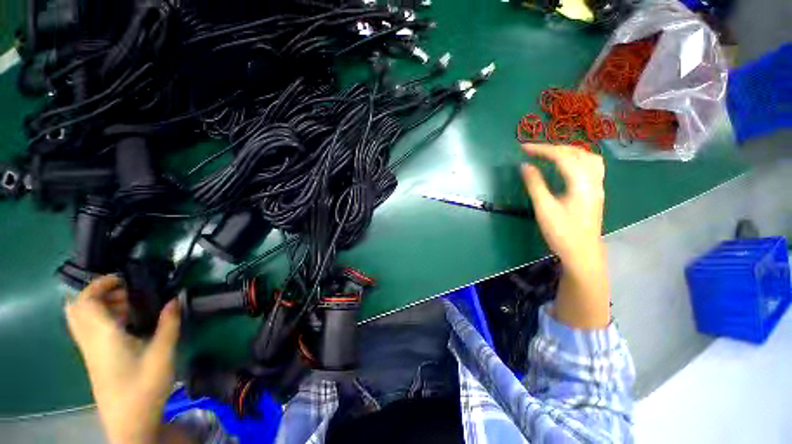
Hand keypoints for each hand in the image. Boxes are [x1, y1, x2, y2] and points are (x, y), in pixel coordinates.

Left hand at [65, 275, 180, 443]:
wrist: (130, 421)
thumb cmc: (144, 387)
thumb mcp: (162, 353)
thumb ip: (169, 323)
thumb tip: (176, 298)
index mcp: (103, 336)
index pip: (86, 301)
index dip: (100, 284)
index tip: (123, 277)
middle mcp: (90, 340)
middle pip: (77, 308)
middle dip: (97, 293)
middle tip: (125, 291)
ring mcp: (90, 351)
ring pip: (82, 319)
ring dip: (101, 305)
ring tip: (129, 305)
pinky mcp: (95, 359)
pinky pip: (90, 330)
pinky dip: (103, 319)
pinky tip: (127, 324)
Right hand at [520, 143, 604, 269]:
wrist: (582, 253)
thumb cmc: (561, 232)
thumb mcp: (544, 208)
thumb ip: (535, 184)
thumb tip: (524, 166)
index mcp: (581, 182)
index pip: (562, 157)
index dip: (542, 149)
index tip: (523, 148)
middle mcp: (593, 179)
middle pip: (576, 153)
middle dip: (553, 148)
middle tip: (532, 150)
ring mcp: (597, 185)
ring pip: (587, 157)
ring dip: (567, 151)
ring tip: (550, 154)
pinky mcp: (596, 192)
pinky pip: (590, 166)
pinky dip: (576, 159)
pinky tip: (567, 165)